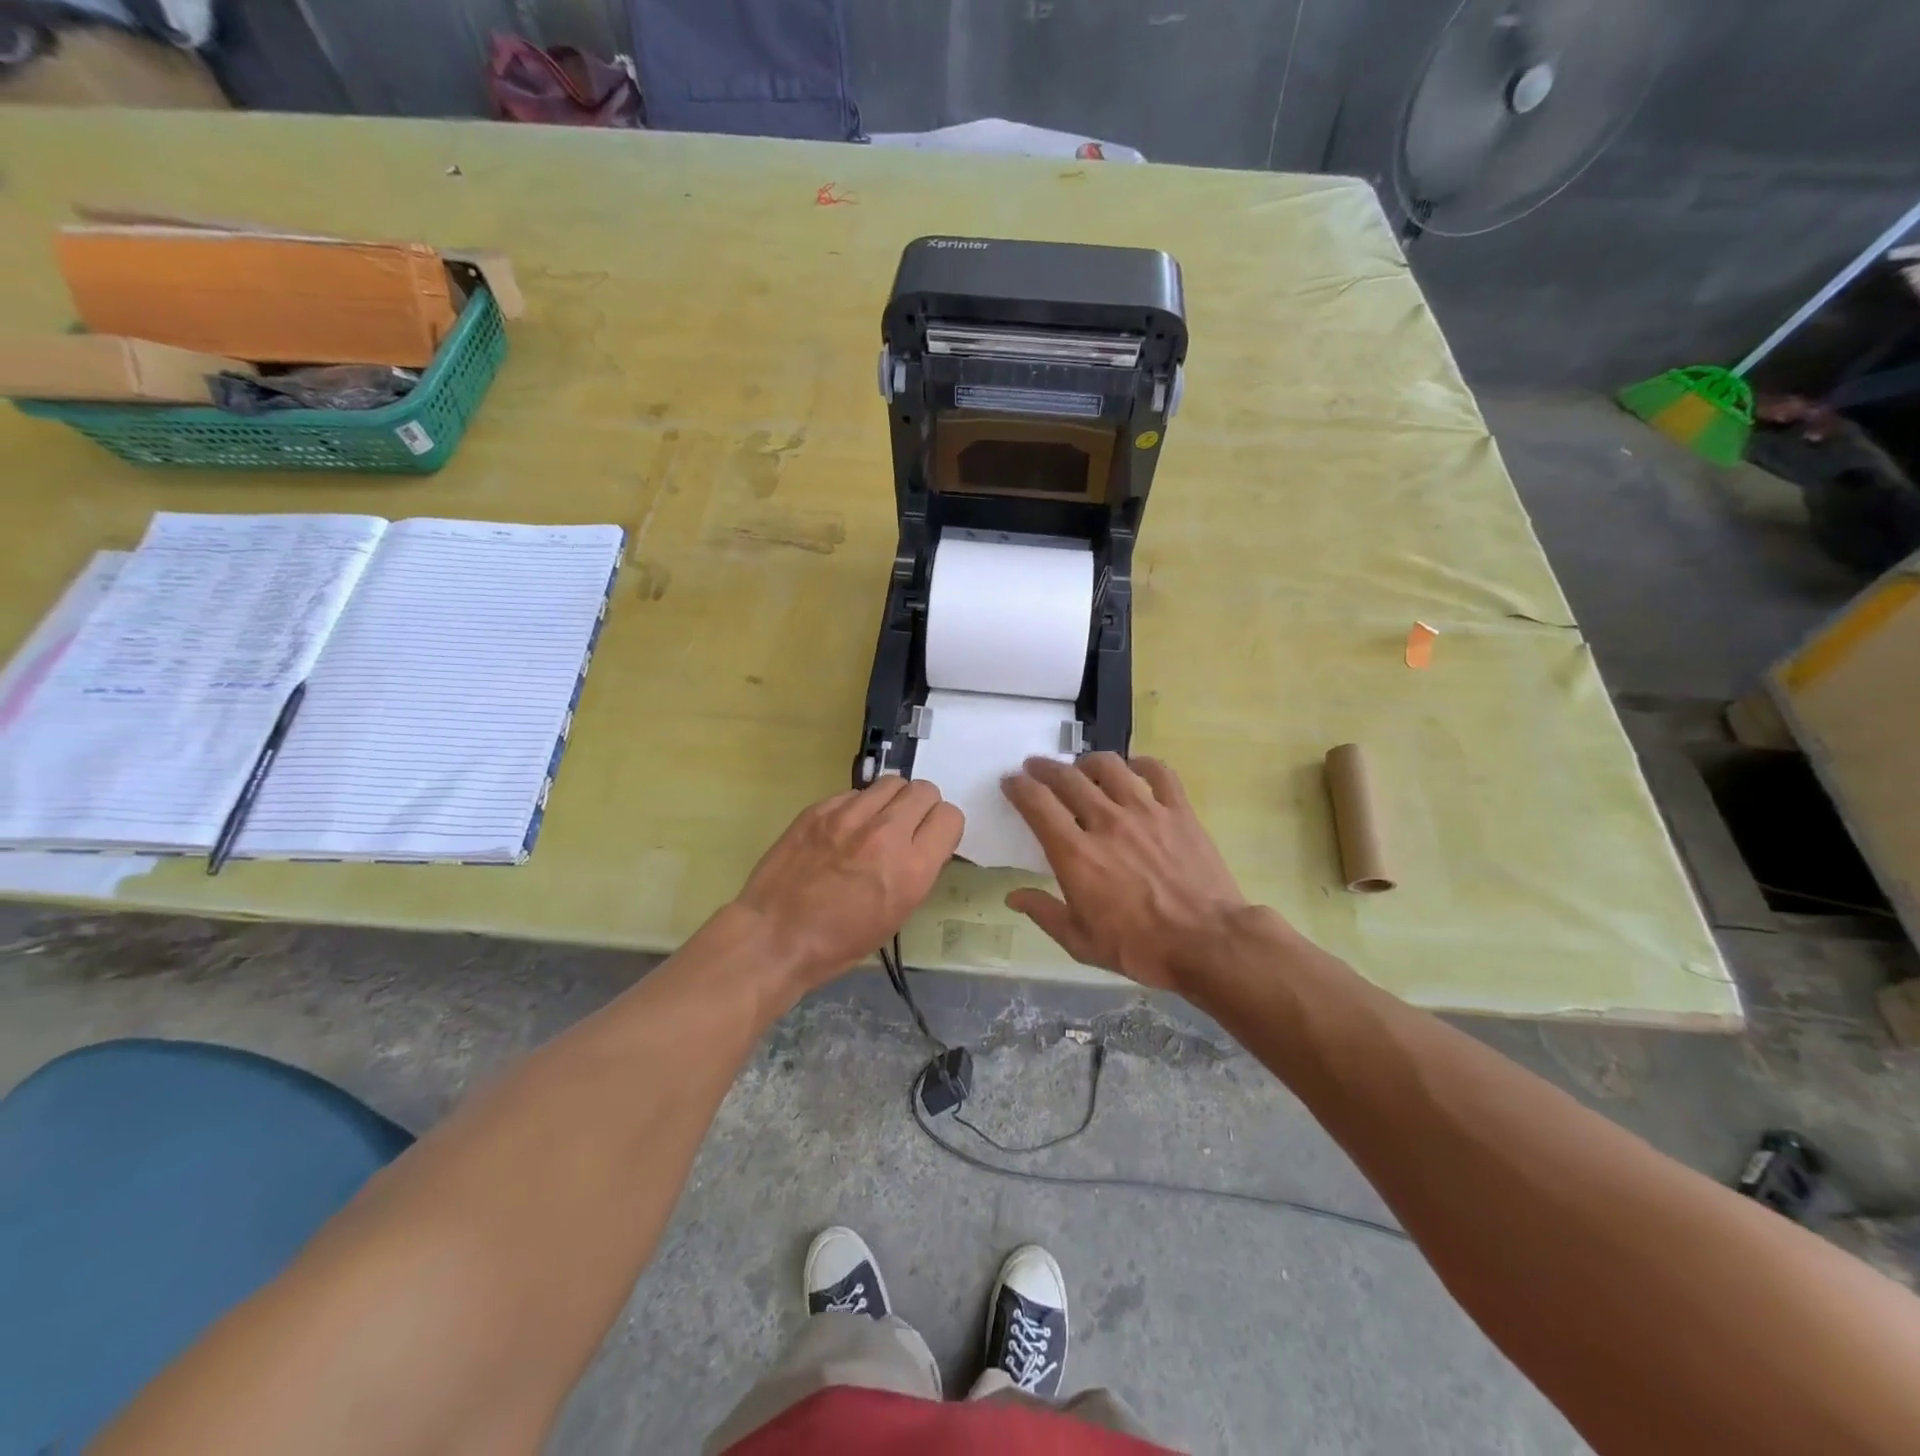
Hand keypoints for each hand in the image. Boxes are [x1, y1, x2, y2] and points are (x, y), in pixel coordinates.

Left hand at [733, 776, 962, 990]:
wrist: (774, 937)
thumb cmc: (839, 942)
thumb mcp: (897, 914)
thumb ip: (917, 870)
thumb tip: (922, 843)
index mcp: (912, 868)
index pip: (950, 816)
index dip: (943, 827)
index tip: (931, 839)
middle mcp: (886, 833)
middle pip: (924, 790)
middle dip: (921, 807)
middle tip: (906, 827)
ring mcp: (849, 816)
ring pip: (891, 783)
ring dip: (891, 801)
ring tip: (876, 823)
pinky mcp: (819, 809)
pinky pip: (854, 793)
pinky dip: (857, 807)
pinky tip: (843, 830)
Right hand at [1002, 753, 1248, 991]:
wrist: (1207, 943)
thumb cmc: (1140, 948)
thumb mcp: (1081, 942)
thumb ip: (1044, 913)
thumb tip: (1013, 896)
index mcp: (1075, 854)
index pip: (1037, 804)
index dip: (1018, 787)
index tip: (1010, 781)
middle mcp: (1106, 822)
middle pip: (1067, 778)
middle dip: (1044, 768)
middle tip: (1036, 767)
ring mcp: (1145, 812)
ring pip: (1109, 767)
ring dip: (1087, 762)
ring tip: (1082, 767)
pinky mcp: (1179, 811)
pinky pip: (1159, 773)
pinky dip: (1142, 764)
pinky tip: (1134, 768)